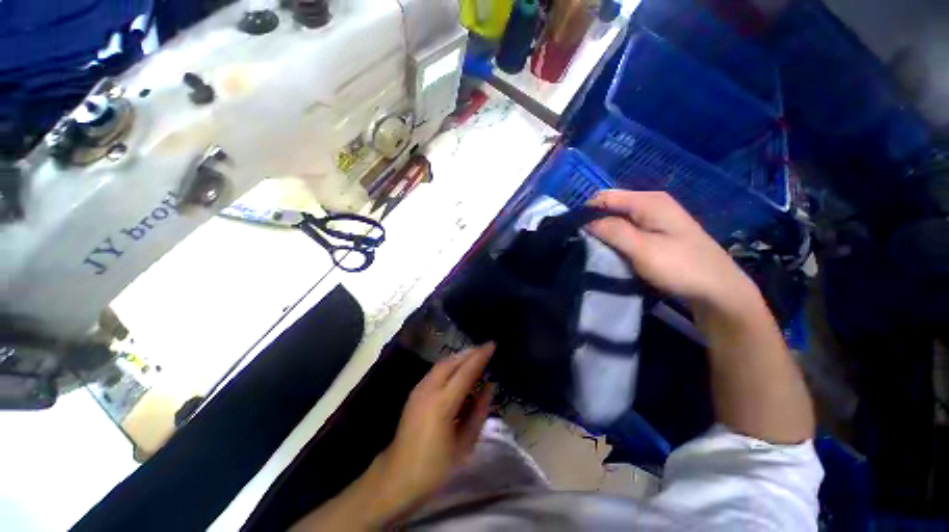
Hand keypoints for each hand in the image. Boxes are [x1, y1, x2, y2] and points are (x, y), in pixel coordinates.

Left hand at [377, 344, 494, 516]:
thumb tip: (489, 386)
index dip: (480, 356)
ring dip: (459, 357)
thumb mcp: (464, 444)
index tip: (492, 345)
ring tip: (475, 355)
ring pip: (442, 363)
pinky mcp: (414, 392)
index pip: (466, 371)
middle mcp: (429, 390)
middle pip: (452, 362)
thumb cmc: (435, 466)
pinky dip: (449, 364)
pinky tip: (457, 368)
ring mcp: (419, 389)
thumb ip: (479, 411)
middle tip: (485, 349)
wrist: (397, 476)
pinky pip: (435, 370)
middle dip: (470, 353)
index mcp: (443, 404)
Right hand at [586, 190, 755, 308]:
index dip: (587, 212)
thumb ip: (612, 230)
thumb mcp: (642, 248)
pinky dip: (616, 238)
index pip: (604, 197)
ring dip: (605, 232)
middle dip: (595, 222)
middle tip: (585, 244)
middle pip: (611, 206)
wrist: (719, 291)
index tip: (576, 233)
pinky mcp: (658, 232)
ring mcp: (656, 218)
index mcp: (649, 201)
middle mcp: (652, 204)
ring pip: (619, 219)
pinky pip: (628, 229)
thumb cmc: (681, 267)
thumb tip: (584, 220)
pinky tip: (613, 251)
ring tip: (595, 249)